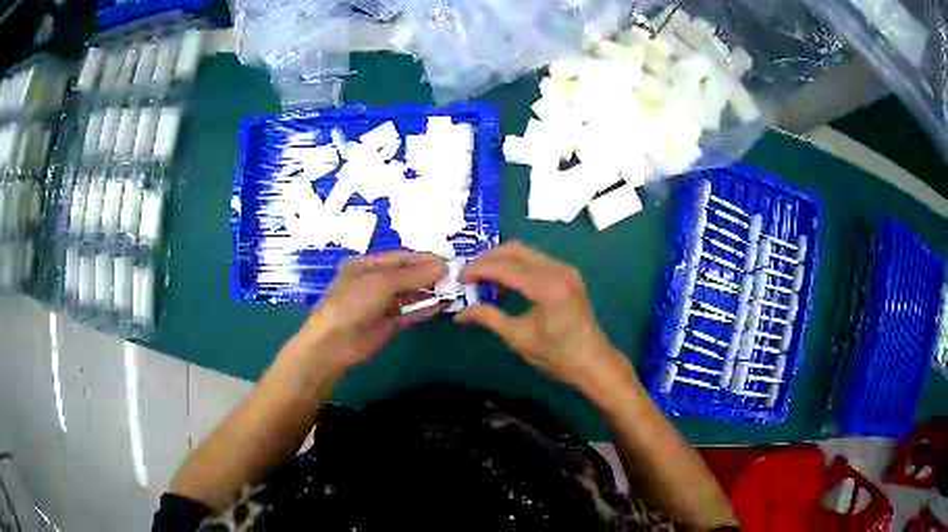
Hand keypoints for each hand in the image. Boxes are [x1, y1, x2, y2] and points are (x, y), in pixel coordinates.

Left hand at [280, 251, 447, 375]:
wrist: (333, 343)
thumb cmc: (352, 303)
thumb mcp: (381, 283)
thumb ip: (413, 275)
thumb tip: (443, 266)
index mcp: (366, 264)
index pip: (400, 258)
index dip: (424, 259)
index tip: (449, 261)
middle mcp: (373, 281)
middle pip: (406, 275)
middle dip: (429, 276)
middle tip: (456, 277)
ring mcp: (381, 304)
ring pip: (410, 295)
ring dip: (430, 293)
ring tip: (455, 290)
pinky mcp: (387, 324)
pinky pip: (409, 313)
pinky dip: (425, 309)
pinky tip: (443, 306)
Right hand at [455, 242, 633, 391]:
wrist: (593, 361)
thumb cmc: (557, 355)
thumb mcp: (518, 338)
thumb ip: (488, 318)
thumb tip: (459, 315)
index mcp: (547, 287)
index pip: (505, 267)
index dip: (478, 269)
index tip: (459, 278)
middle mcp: (558, 270)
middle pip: (514, 250)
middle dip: (487, 258)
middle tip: (468, 274)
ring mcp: (565, 269)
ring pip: (525, 252)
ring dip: (501, 260)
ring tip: (483, 279)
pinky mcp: (568, 274)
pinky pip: (536, 259)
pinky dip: (517, 265)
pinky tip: (505, 282)